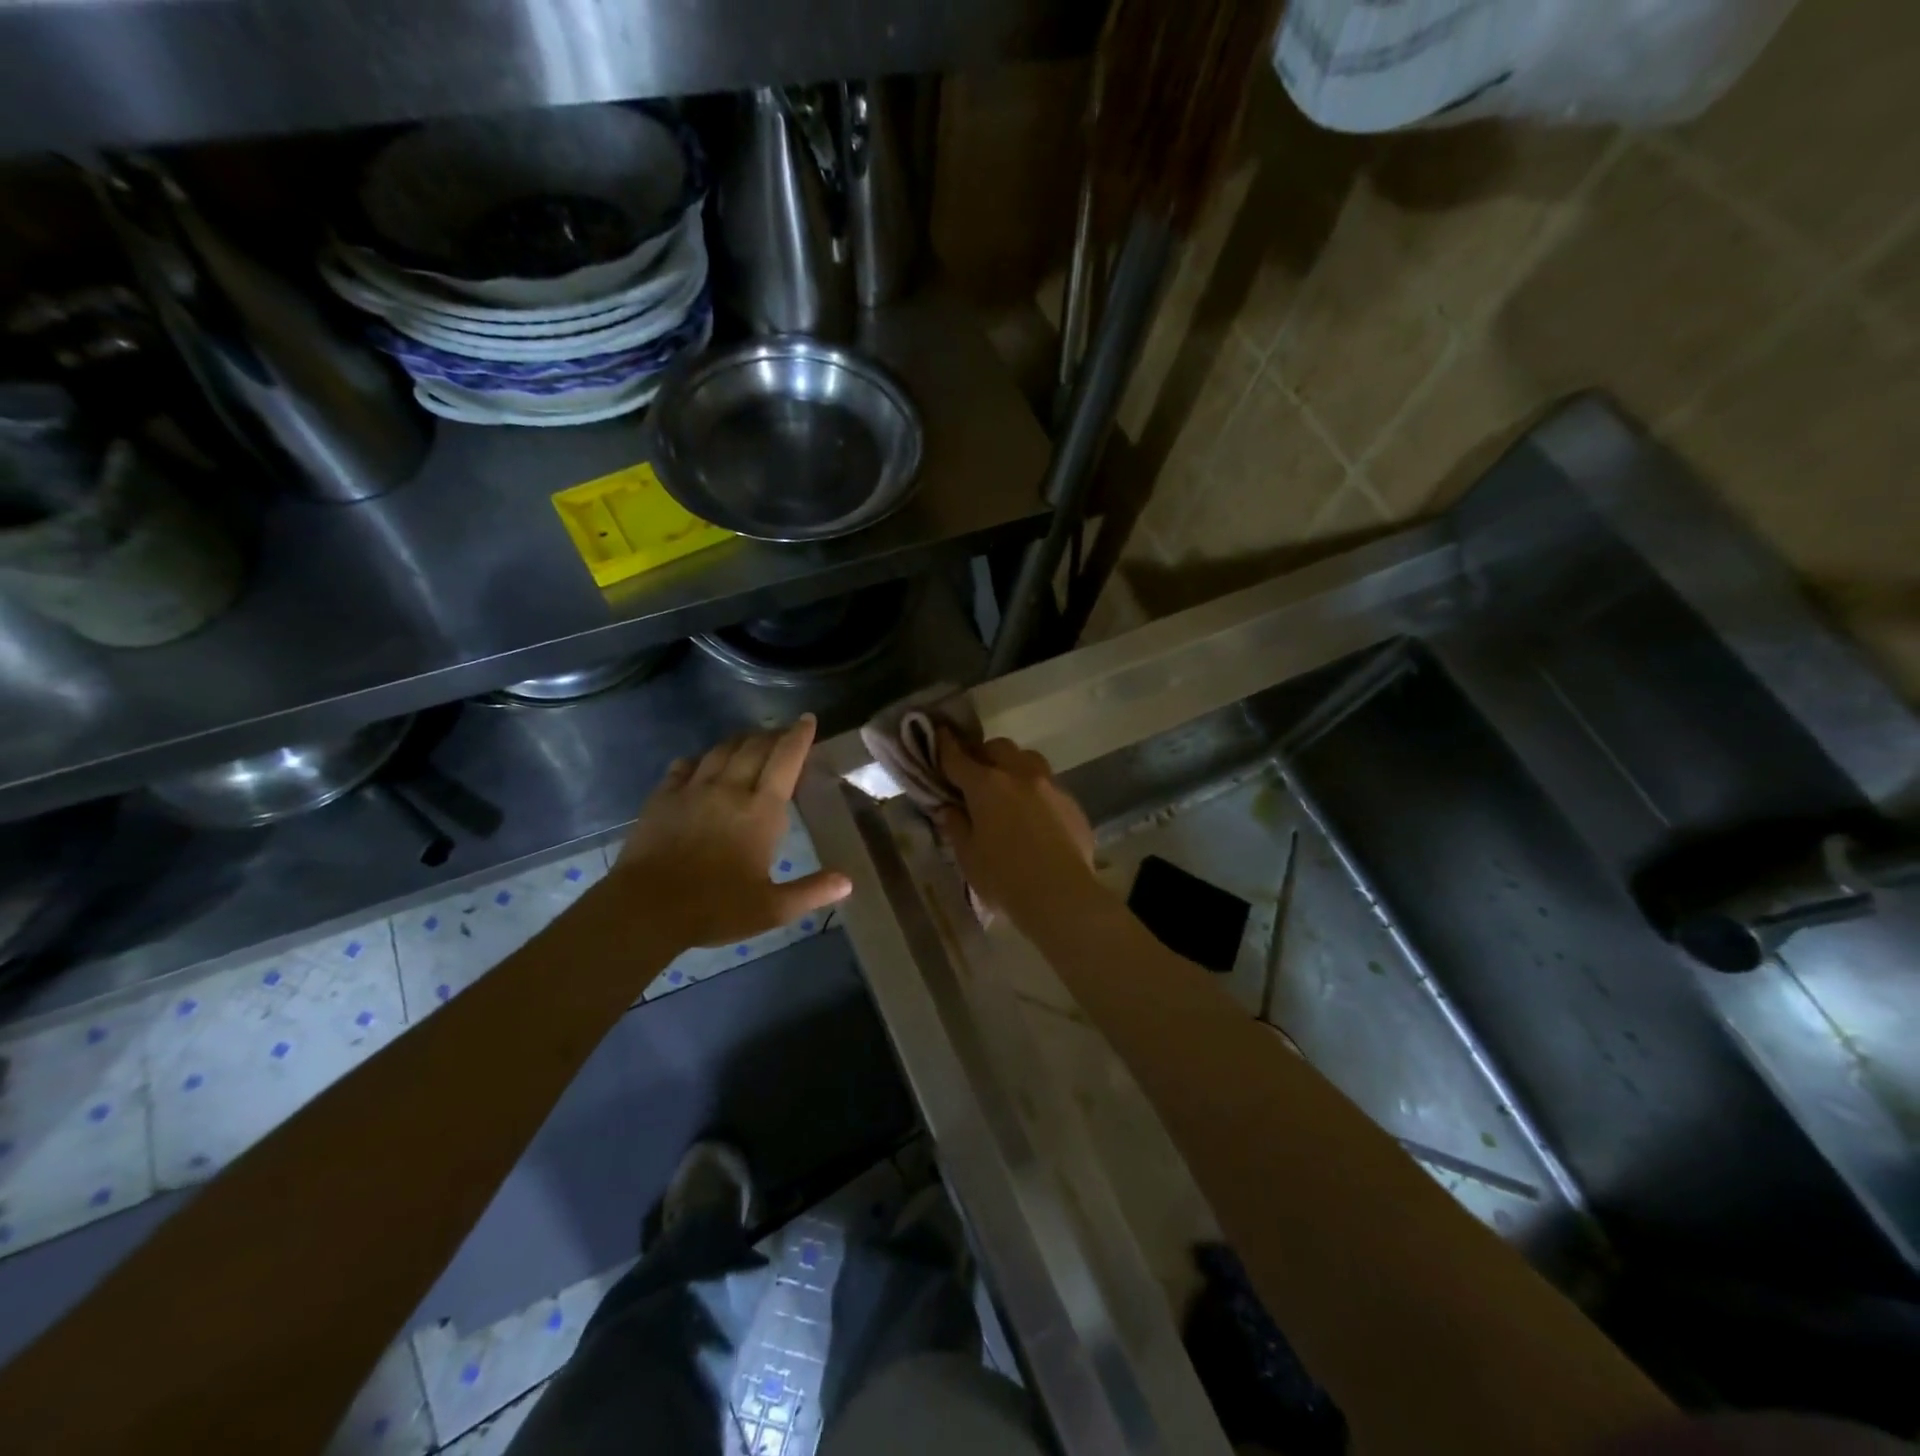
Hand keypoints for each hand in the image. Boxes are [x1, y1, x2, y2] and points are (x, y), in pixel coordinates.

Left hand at [612, 716, 851, 949]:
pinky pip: (685, 765)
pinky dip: (700, 758)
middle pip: (755, 747)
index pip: (785, 760)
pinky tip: (702, 762)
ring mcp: (693, 790)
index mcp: (761, 811)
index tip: (807, 720)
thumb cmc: (715, 908)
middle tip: (783, 732)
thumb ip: (811, 892)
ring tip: (750, 740)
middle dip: (773, 734)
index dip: (799, 736)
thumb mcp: (772, 908)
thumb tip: (847, 882)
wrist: (646, 909)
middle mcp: (730, 789)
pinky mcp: (663, 797)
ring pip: (721, 750)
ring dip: (740, 740)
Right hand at [934, 730, 1099, 924]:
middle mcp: (1020, 774)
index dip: (945, 745)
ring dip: (1012, 765)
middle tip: (973, 773)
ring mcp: (1050, 786)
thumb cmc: (1004, 878)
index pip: (958, 757)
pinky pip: (1049, 784)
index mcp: (987, 785)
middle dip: (982, 754)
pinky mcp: (1072, 802)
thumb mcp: (967, 855)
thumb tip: (949, 807)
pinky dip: (1035, 790)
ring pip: (1028, 759)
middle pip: (998, 748)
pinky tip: (1033, 814)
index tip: (939, 734)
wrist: (1062, 896)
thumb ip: (956, 825)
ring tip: (1006, 787)